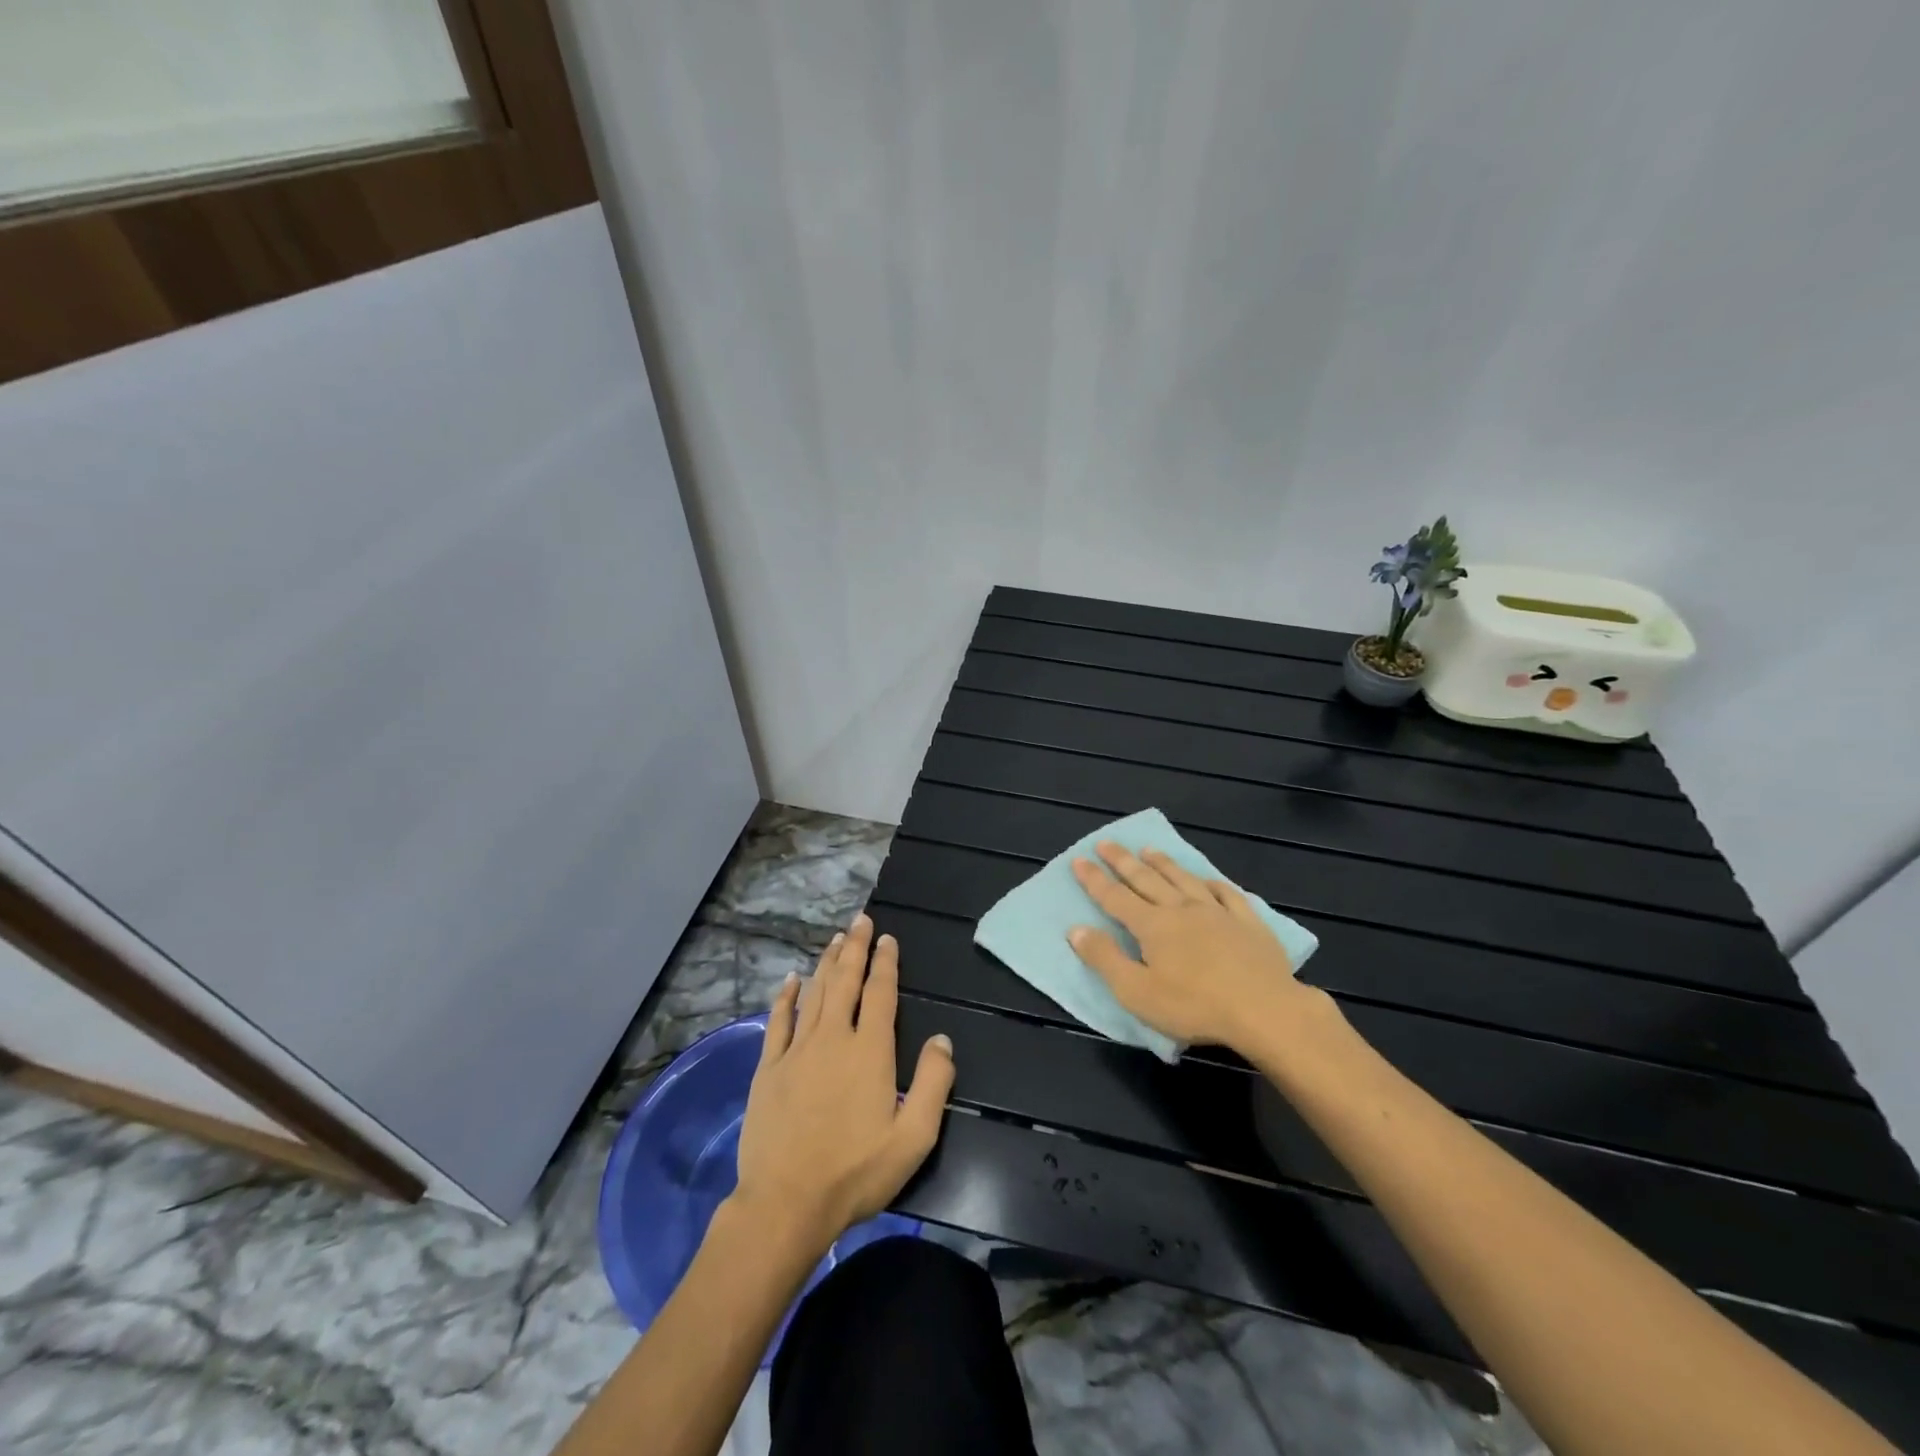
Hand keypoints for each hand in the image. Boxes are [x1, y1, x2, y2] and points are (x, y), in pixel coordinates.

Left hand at [731, 914, 955, 1254]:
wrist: (786, 1204)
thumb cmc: (855, 1173)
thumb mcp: (914, 1137)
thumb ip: (934, 1083)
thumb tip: (943, 1039)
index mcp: (869, 1051)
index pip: (880, 993)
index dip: (885, 963)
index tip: (887, 938)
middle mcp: (833, 1038)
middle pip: (845, 981)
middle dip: (855, 948)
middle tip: (860, 919)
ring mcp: (796, 1051)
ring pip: (814, 994)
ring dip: (826, 963)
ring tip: (835, 938)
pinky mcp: (768, 1069)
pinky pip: (778, 1021)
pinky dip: (786, 997)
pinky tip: (791, 979)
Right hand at [1068, 842, 1333, 1051]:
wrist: (1265, 1010)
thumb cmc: (1194, 1006)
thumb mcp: (1136, 992)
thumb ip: (1104, 959)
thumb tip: (1075, 930)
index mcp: (1152, 926)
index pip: (1114, 897)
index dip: (1094, 879)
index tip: (1079, 859)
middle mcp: (1181, 909)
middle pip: (1146, 880)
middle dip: (1122, 861)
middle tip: (1106, 842)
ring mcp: (1217, 912)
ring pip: (1184, 879)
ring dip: (1163, 863)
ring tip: (1148, 849)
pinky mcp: (1248, 923)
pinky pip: (1227, 893)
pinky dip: (1213, 883)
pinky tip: (1208, 879)